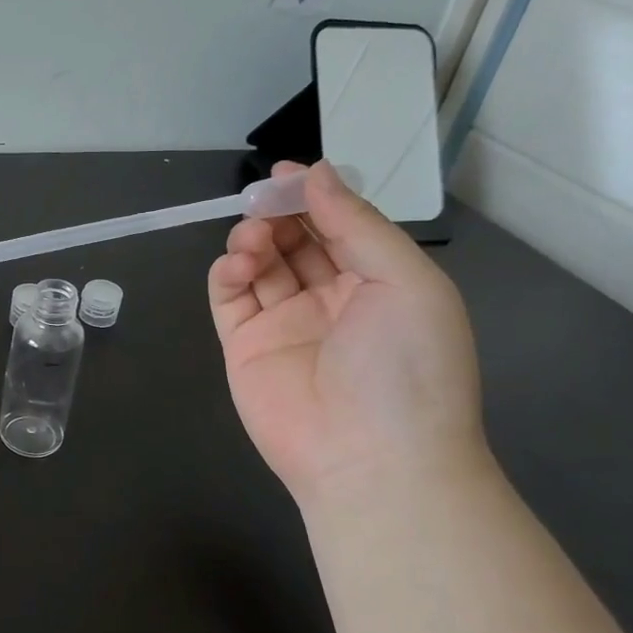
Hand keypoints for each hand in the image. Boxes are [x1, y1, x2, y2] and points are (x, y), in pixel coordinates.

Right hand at [208, 161, 487, 507]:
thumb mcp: (404, 281)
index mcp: (378, 283)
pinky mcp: (244, 346)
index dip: (313, 196)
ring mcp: (284, 324)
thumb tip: (315, 173)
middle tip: (262, 202)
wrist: (371, 459)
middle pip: (295, 240)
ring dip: (251, 240)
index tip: (285, 173)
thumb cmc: (405, 365)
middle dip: (278, 214)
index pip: (338, 226)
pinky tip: (237, 265)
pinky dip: (226, 274)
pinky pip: (229, 299)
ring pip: (259, 264)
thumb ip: (355, 223)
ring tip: (252, 240)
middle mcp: (330, 300)